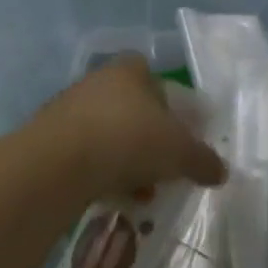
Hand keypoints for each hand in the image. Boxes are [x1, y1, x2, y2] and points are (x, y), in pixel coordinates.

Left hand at [35, 58, 227, 200]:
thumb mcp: (179, 151)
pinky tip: (110, 198)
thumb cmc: (128, 139)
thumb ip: (202, 159)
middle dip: (148, 139)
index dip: (169, 105)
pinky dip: (98, 173)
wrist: (55, 166)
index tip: (178, 133)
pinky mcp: (46, 140)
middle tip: (162, 168)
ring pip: (107, 133)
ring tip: (139, 192)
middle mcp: (98, 81)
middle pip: (131, 108)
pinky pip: (82, 155)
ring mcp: (68, 110)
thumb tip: (222, 172)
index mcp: (131, 69)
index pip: (155, 78)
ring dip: (124, 160)